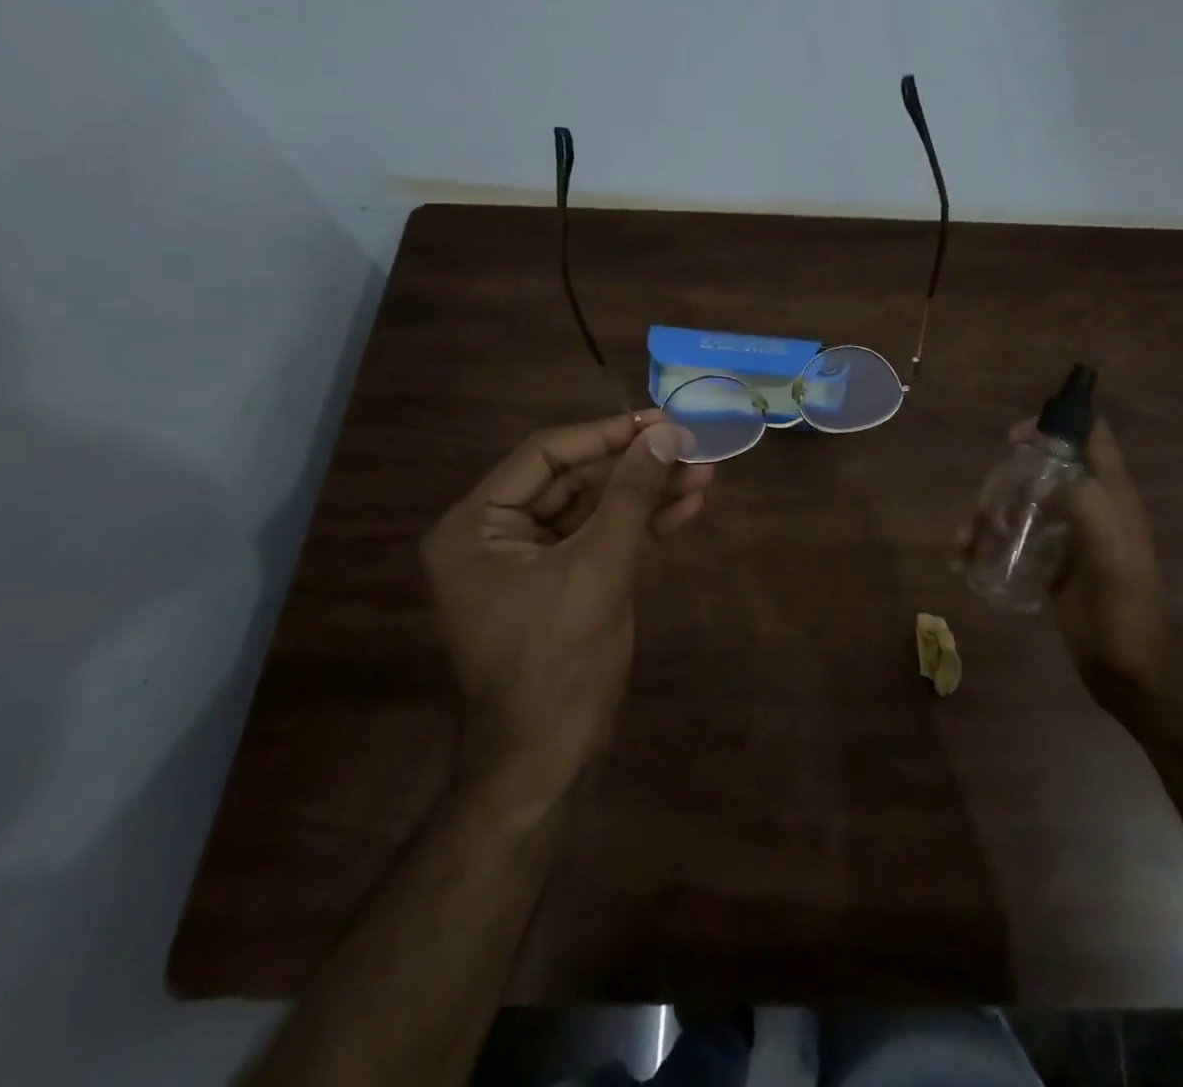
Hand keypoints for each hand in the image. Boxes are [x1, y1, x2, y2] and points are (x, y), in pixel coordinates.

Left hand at [420, 411, 713, 799]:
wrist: (547, 760)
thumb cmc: (558, 660)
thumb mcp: (598, 567)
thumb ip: (631, 495)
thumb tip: (666, 435)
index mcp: (476, 526)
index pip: (545, 455)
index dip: (606, 434)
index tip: (661, 421)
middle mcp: (495, 536)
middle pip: (574, 480)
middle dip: (637, 467)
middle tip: (693, 448)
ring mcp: (530, 562)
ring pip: (595, 509)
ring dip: (648, 494)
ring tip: (706, 474)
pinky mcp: (562, 584)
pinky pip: (602, 540)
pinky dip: (643, 526)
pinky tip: (689, 508)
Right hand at [960, 416, 1174, 716]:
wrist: (1128, 666)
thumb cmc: (1123, 603)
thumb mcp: (1111, 548)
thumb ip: (1086, 502)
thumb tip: (1045, 475)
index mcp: (1110, 492)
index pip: (1089, 434)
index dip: (1055, 424)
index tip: (1014, 439)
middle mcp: (1089, 505)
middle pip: (1042, 468)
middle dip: (1006, 478)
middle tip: (983, 505)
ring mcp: (1069, 535)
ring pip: (1023, 503)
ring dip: (989, 513)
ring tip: (965, 539)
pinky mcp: (1052, 562)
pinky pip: (1015, 537)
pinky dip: (989, 541)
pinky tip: (967, 559)